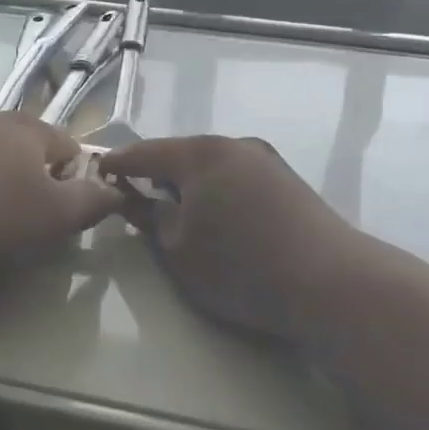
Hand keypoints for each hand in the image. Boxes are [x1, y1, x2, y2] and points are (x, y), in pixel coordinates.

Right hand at [101, 135, 358, 339]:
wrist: (332, 284)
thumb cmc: (240, 267)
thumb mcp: (178, 250)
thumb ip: (149, 219)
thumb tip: (132, 198)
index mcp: (200, 154)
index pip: (144, 152)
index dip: (117, 164)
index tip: (96, 173)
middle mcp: (234, 145)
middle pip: (180, 154)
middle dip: (155, 173)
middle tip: (133, 195)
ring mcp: (266, 160)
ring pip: (211, 165)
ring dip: (189, 183)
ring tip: (175, 208)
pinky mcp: (288, 181)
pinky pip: (236, 177)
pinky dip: (217, 190)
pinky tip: (217, 216)